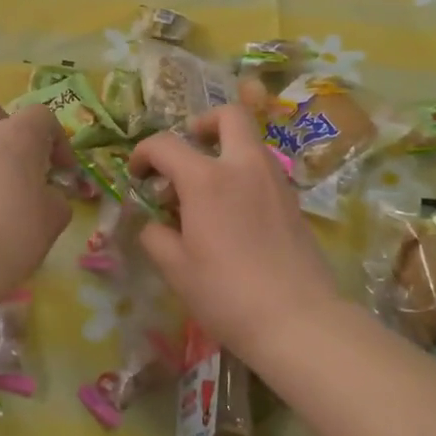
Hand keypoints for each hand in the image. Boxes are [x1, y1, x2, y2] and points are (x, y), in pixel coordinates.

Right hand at [131, 105, 343, 363]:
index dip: (143, 154)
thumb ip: (156, 237)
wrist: (297, 320)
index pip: (165, 144)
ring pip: (250, 141)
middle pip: (229, 116)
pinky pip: (264, 170)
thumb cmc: (227, 294)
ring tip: (207, 190)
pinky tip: (234, 213)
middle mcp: (243, 167)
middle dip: (202, 124)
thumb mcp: (176, 270)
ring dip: (225, 150)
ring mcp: (274, 181)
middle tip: (188, 151)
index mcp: (206, 179)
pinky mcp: (293, 201)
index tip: (137, 175)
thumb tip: (155, 224)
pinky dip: (244, 175)